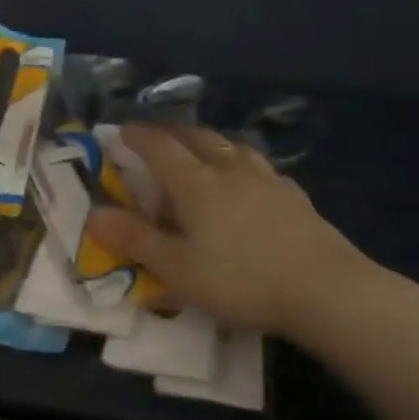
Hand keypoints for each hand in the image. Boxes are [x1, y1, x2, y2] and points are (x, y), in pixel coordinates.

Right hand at [88, 124, 397, 340]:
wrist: (325, 289)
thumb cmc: (241, 281)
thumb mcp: (177, 270)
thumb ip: (135, 240)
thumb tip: (93, 215)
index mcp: (196, 185)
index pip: (160, 148)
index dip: (138, 136)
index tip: (122, 130)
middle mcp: (230, 171)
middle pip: (197, 138)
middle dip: (172, 132)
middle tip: (156, 135)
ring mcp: (267, 181)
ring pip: (233, 147)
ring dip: (210, 142)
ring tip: (202, 149)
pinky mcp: (295, 197)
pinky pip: (261, 168)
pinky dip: (243, 164)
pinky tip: (250, 179)